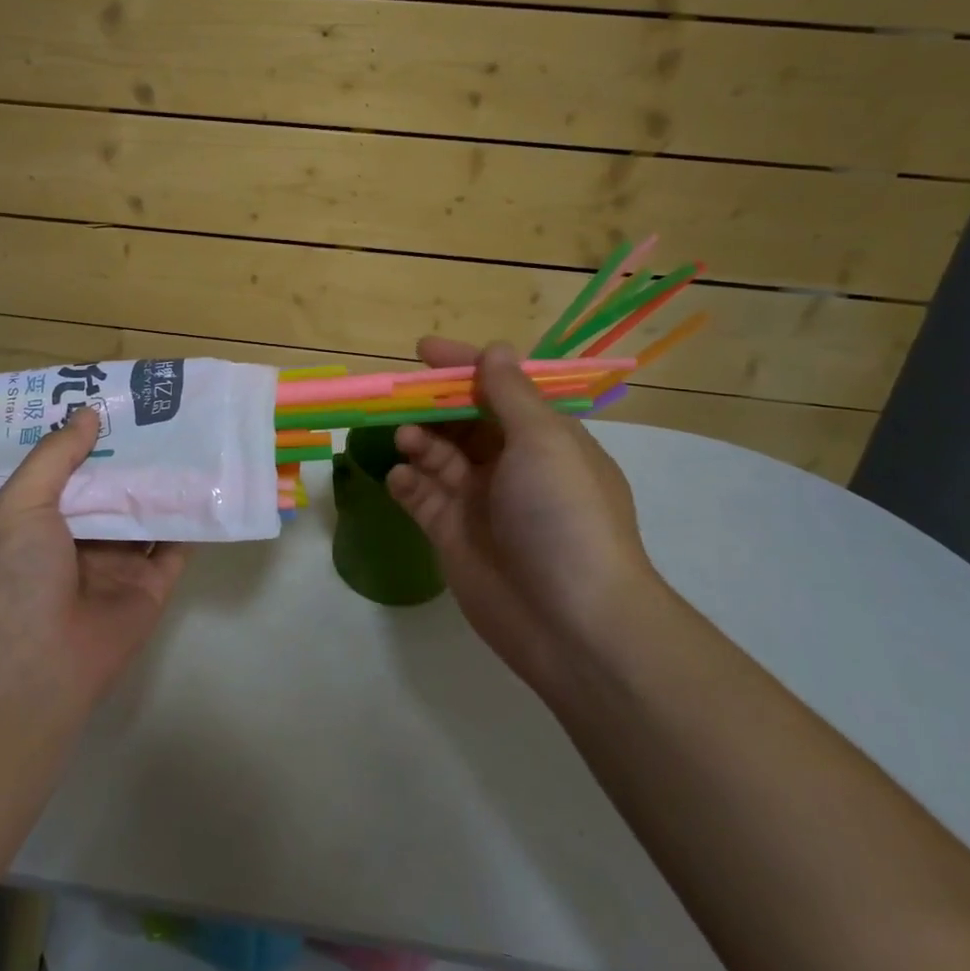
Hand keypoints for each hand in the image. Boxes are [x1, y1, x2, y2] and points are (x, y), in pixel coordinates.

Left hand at [0, 407, 186, 710]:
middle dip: (137, 454)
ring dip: (168, 481)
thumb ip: (55, 457)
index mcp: (45, 518)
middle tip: (167, 409)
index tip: (120, 401)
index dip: (94, 437)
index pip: (74, 468)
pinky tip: (211, 483)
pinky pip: (178, 546)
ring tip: (195, 435)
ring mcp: (120, 562)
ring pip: (149, 512)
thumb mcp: (21, 504)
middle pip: (116, 487)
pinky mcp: (153, 585)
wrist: (35, 665)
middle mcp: (83, 537)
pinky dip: (193, 519)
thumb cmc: (17, 577)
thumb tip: (88, 414)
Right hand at [386, 338, 662, 689]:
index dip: (464, 366)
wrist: (571, 620)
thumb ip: (510, 394)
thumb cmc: (563, 515)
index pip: (499, 389)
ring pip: (437, 456)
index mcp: (543, 438)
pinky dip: (407, 482)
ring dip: (418, 440)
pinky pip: (421, 496)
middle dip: (432, 405)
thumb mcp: (545, 441)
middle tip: (398, 396)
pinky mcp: (452, 534)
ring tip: (406, 440)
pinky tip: (400, 478)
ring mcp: (479, 501)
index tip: (424, 350)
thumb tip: (495, 350)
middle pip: (462, 421)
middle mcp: (511, 465)